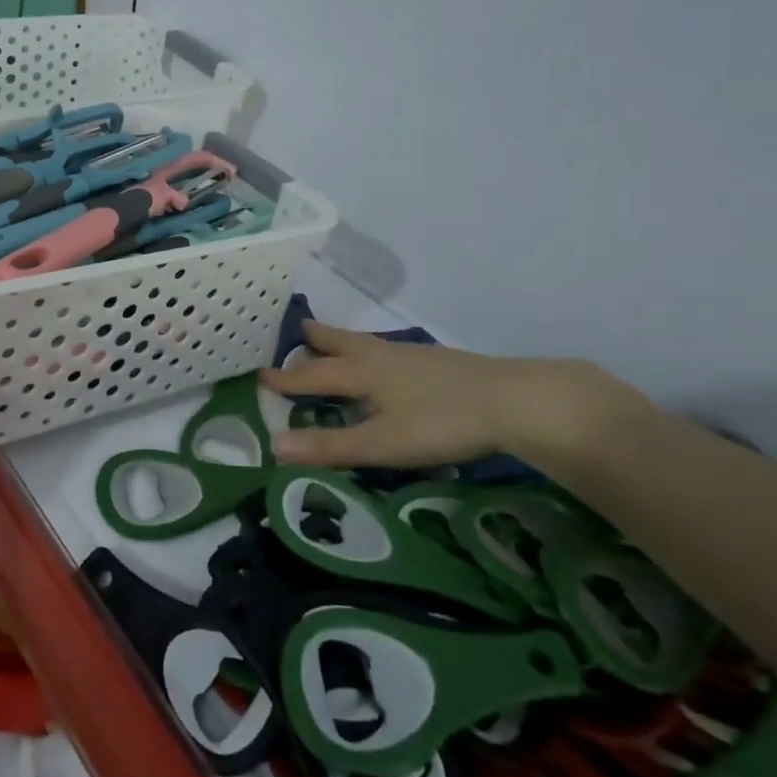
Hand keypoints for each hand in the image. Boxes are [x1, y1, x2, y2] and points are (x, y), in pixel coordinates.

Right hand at [260, 321, 650, 476]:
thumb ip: (330, 446)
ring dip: (345, 342)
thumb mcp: (382, 443)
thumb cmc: (442, 422)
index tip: (261, 375)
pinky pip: (392, 353)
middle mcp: (383, 357)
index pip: (314, 375)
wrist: (515, 400)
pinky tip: (391, 368)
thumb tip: (274, 446)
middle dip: (318, 340)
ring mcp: (414, 357)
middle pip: (342, 344)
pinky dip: (375, 354)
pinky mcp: (440, 364)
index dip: (287, 379)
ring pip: (369, 345)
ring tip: (337, 342)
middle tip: (300, 329)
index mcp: (363, 372)